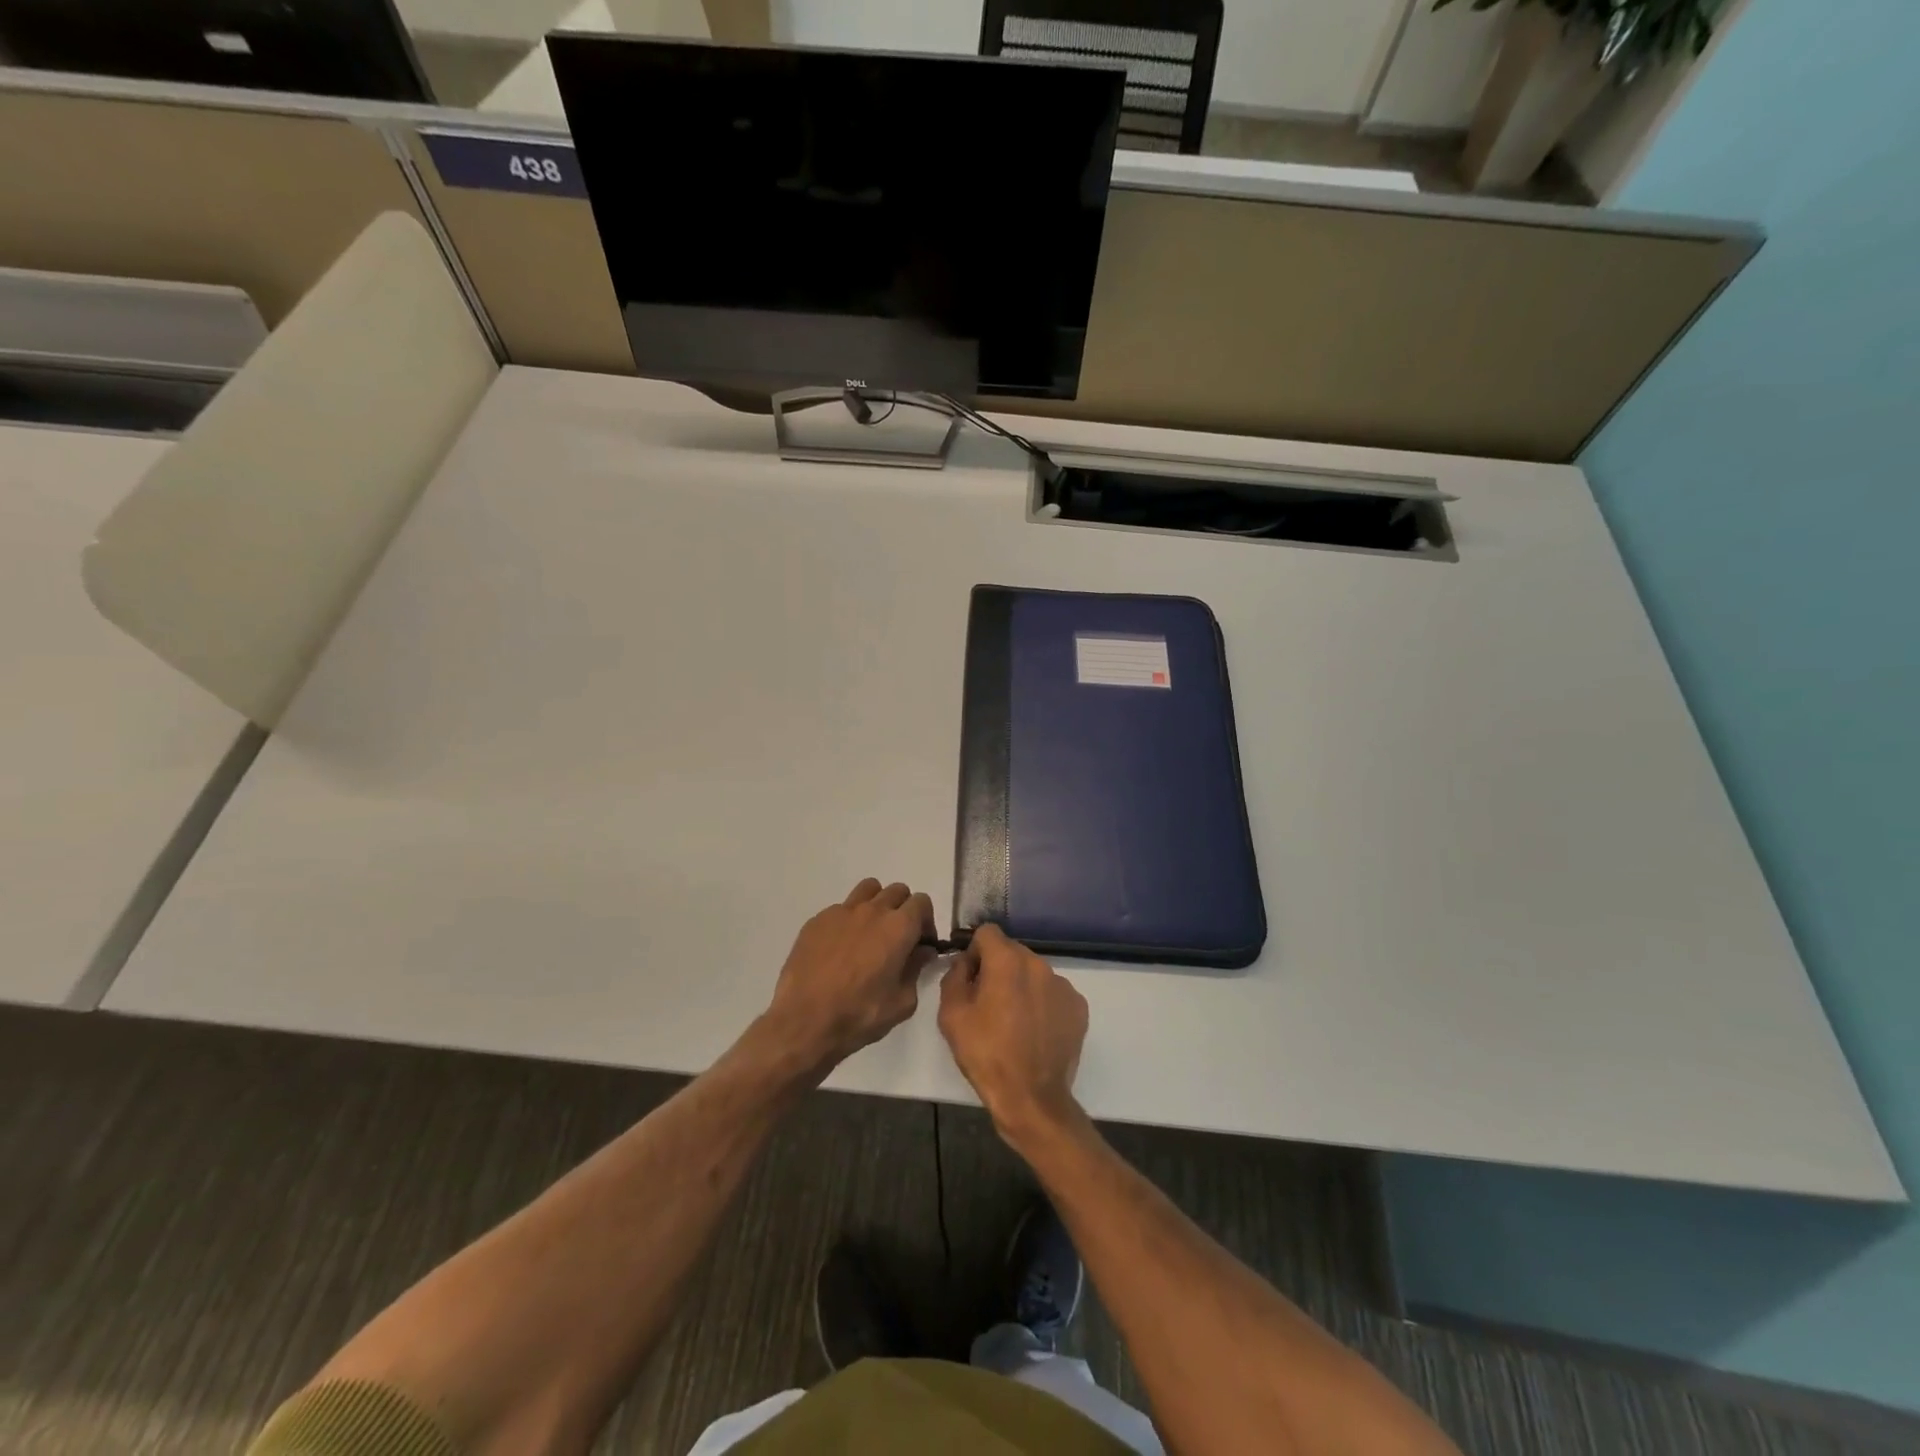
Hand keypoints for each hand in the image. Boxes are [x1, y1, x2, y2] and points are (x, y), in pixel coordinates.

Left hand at [760, 879, 935, 1077]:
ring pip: (868, 890)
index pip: (922, 902)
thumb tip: (922, 951)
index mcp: (898, 927)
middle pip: (897, 891)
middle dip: (904, 910)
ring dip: (877, 904)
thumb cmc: (859, 1014)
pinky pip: (841, 909)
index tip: (921, 943)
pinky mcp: (817, 920)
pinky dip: (848, 920)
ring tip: (870, 932)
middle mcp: (872, 910)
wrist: (804, 1021)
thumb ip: (916, 969)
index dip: (926, 921)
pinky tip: (840, 948)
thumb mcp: (902, 1002)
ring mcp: (841, 912)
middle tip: (898, 938)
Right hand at [938, 924, 1088, 1146]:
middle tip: (988, 1003)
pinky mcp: (1079, 1007)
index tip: (971, 978)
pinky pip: (1054, 993)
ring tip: (1014, 1022)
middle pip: (1012, 952)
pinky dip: (1043, 1004)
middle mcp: (1039, 964)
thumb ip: (954, 976)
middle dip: (998, 969)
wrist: (1032, 1098)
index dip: (975, 952)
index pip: (988, 933)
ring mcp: (1063, 985)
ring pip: (1034, 973)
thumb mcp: (951, 1015)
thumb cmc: (986, 1054)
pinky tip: (1035, 1032)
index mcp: (1007, 961)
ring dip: (1022, 986)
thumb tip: (965, 963)